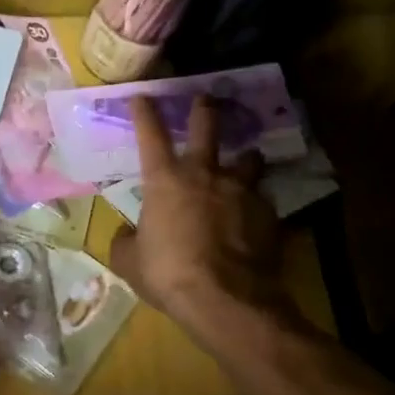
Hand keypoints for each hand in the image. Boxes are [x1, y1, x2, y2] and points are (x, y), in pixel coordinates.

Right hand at [109, 96, 292, 344]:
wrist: (225, 299)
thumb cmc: (168, 274)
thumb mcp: (130, 262)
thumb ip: (126, 241)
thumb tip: (128, 234)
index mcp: (165, 181)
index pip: (151, 135)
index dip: (145, 112)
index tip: (143, 95)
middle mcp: (205, 174)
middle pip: (208, 127)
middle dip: (205, 109)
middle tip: (207, 100)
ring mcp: (241, 191)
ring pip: (249, 158)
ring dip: (245, 158)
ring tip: (245, 162)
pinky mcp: (268, 213)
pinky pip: (262, 198)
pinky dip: (256, 203)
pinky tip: (255, 217)